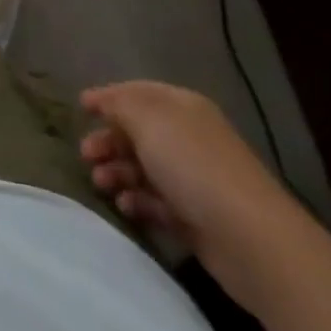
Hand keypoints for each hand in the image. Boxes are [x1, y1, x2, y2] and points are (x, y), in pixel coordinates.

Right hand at [79, 80, 304, 293]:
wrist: (249, 238)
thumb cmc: (193, 165)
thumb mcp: (148, 120)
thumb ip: (119, 104)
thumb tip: (102, 100)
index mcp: (181, 107)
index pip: (138, 93)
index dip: (109, 97)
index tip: (80, 108)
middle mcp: (188, 137)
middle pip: (139, 132)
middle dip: (110, 140)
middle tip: (86, 154)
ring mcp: (193, 179)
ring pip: (145, 168)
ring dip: (119, 172)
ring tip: (100, 183)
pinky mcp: (195, 218)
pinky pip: (157, 202)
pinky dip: (138, 201)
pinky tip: (125, 206)